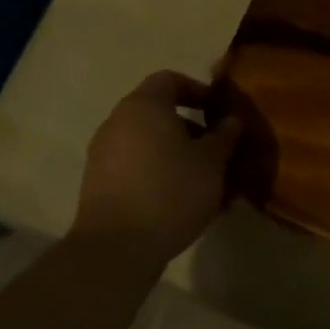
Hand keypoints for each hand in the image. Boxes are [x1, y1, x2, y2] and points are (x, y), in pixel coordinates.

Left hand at [72, 71, 243, 270]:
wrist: (116, 249)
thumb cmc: (171, 191)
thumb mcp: (212, 162)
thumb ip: (224, 136)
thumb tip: (231, 121)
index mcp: (144, 105)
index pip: (170, 79)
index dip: (197, 91)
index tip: (218, 112)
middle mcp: (117, 122)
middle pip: (158, 113)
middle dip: (190, 129)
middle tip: (216, 151)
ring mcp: (103, 155)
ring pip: (148, 144)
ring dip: (176, 155)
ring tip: (204, 182)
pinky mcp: (98, 185)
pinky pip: (135, 168)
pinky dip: (158, 174)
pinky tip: (181, 201)